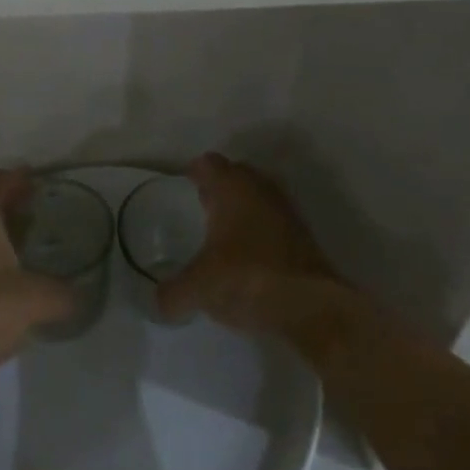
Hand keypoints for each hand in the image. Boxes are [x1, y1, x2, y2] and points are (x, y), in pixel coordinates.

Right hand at [156, 153, 348, 339]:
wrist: (311, 305)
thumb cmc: (248, 277)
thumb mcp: (200, 288)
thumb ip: (174, 293)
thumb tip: (159, 302)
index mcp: (232, 187)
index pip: (209, 163)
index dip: (195, 171)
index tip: (185, 183)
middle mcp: (260, 189)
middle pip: (236, 175)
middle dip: (219, 186)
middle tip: (202, 204)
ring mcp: (286, 211)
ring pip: (258, 197)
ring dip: (243, 208)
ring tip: (224, 232)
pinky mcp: (303, 237)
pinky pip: (273, 222)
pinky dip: (260, 230)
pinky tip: (249, 255)